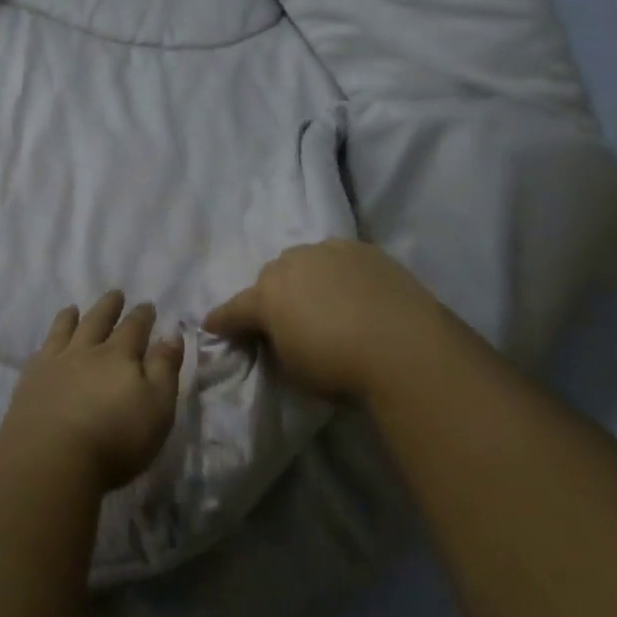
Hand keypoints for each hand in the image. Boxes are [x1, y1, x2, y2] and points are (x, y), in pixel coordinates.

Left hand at [0, 291, 184, 491]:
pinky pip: (40, 353)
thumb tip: (172, 335)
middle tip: (115, 294)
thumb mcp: (157, 407)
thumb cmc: (115, 438)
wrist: (51, 458)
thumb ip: (164, 368)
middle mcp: (86, 352)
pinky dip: (47, 343)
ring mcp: (54, 364)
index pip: (134, 328)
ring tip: (73, 308)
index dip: (142, 316)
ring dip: (71, 317)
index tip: (147, 305)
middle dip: (109, 307)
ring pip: (64, 331)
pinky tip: (45, 346)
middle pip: (98, 321)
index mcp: (119, 356)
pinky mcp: (30, 382)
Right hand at [204, 240, 454, 401]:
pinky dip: (338, 273)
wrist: (404, 346)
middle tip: (286, 319)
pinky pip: (339, 259)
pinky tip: (353, 291)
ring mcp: (328, 251)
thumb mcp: (293, 367)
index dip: (222, 320)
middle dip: (272, 296)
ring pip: (304, 261)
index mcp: (266, 296)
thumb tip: (278, 334)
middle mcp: (290, 264)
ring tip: (322, 301)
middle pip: (271, 277)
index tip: (212, 326)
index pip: (234, 309)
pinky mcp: (363, 249)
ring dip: (305, 278)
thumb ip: (276, 344)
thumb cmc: (339, 368)